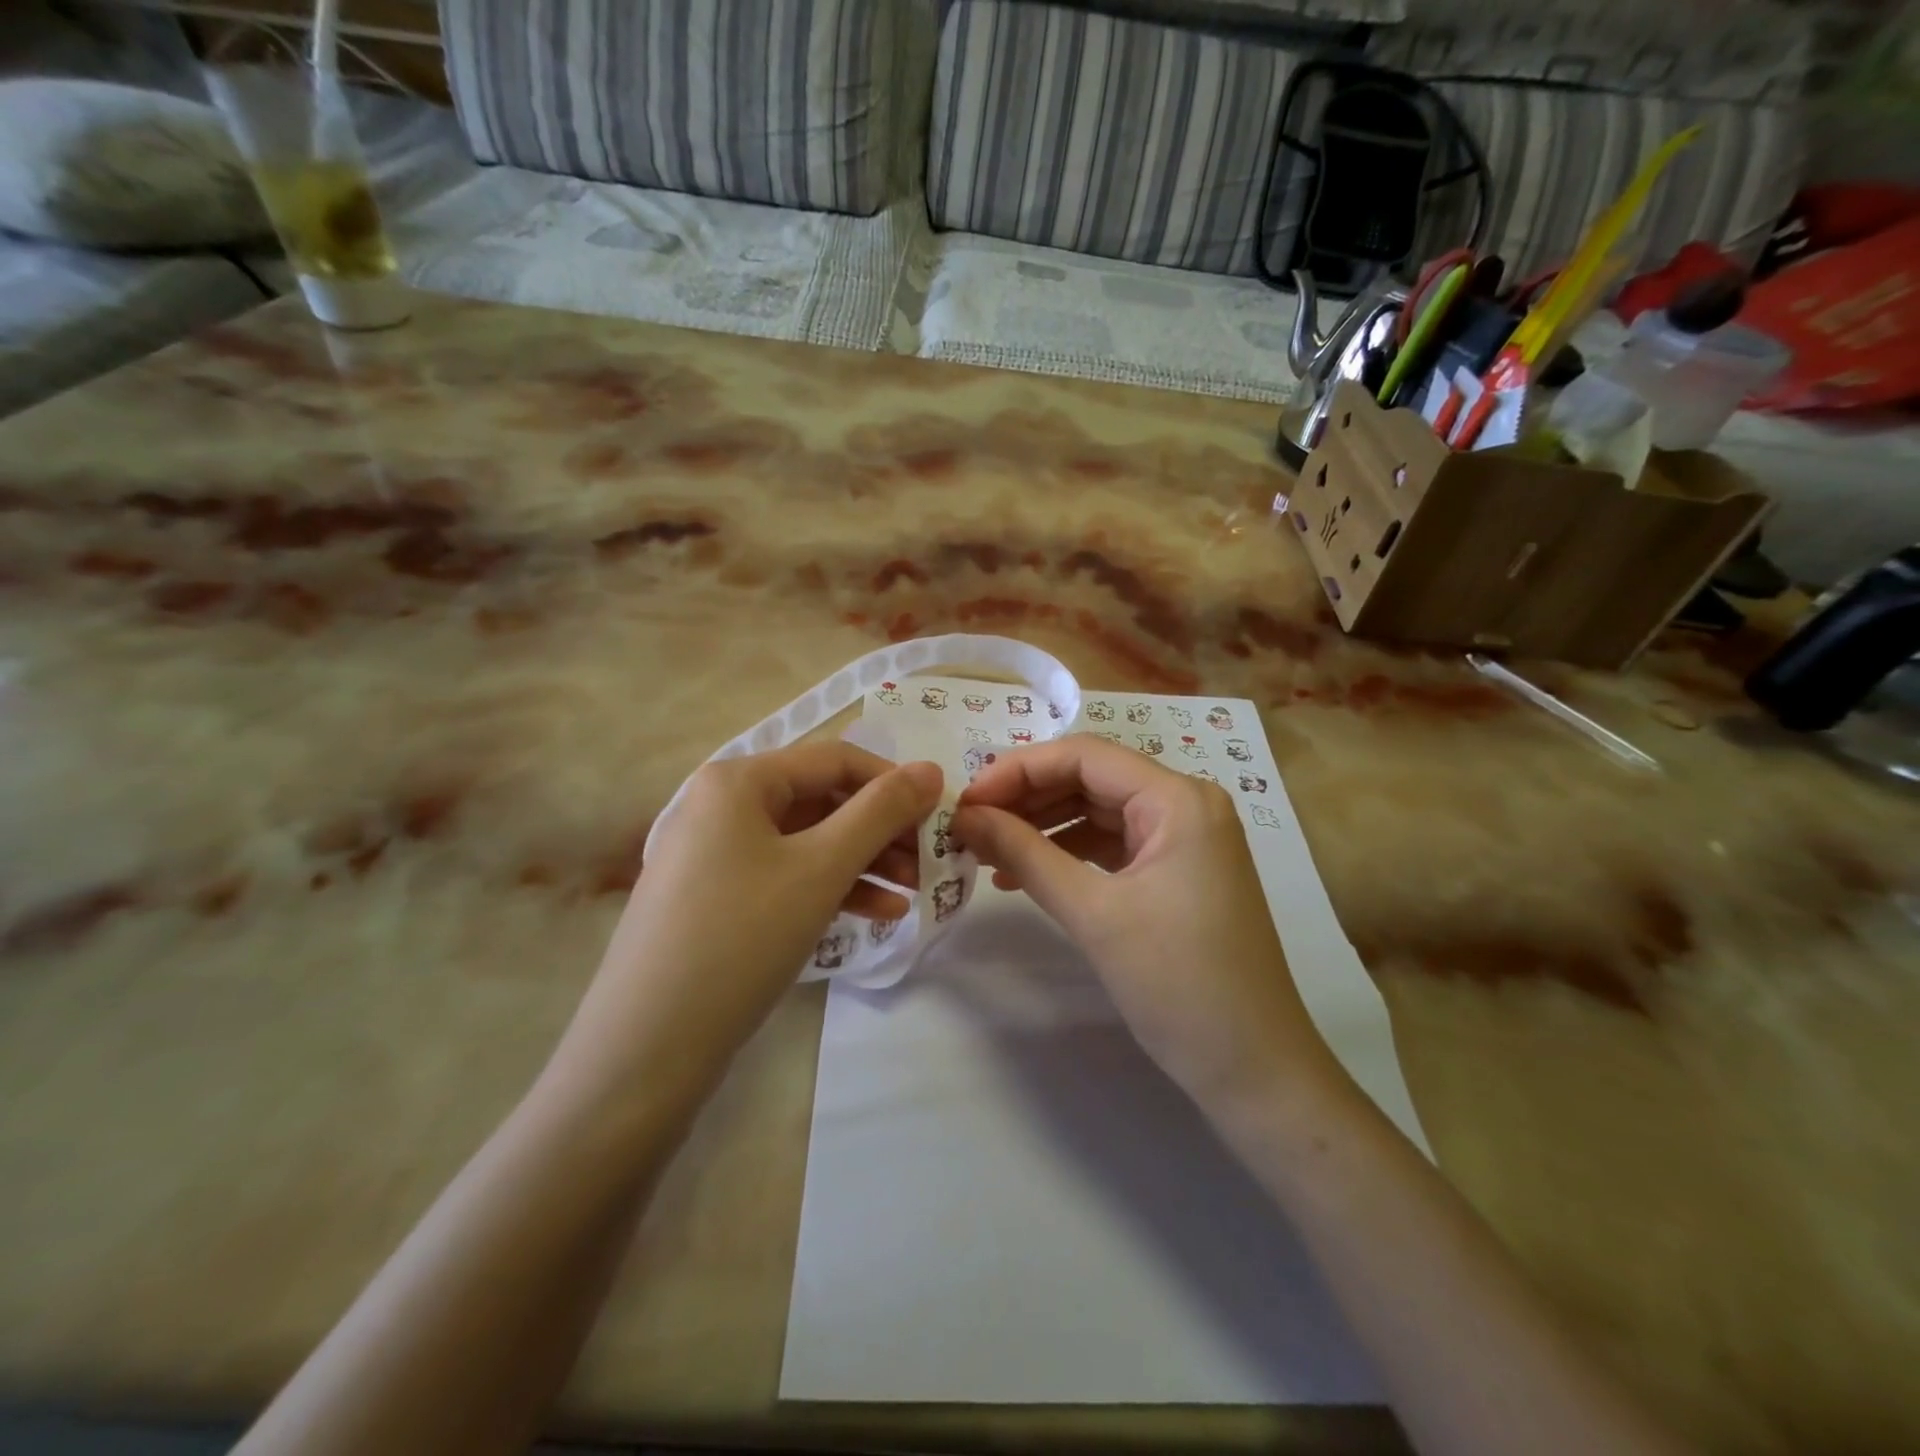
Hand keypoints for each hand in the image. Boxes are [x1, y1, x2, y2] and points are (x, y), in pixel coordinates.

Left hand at [559, 744, 942, 1104]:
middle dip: (881, 830)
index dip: (893, 782)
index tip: (940, 814)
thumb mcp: (822, 868)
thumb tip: (931, 769)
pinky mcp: (716, 899)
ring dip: (865, 862)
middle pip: (822, 801)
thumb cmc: (741, 937)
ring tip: (913, 892)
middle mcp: (722, 805)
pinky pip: (786, 877)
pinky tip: (879, 914)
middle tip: (930, 860)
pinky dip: (831, 889)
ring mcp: (715, 854)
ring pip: (808, 843)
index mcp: (739, 780)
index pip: (835, 760)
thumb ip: (881, 812)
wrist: (646, 1048)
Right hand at [954, 735, 1338, 1113]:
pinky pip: (1112, 843)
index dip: (1017, 769)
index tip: (966, 802)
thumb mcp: (1093, 914)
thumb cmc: (1179, 985)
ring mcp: (1185, 838)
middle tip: (969, 826)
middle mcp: (1186, 803)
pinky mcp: (1177, 870)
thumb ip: (1024, 854)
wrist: (1254, 1068)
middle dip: (1026, 798)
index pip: (1083, 756)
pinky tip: (1024, 874)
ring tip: (986, 851)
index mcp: (1178, 799)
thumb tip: (965, 817)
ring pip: (1097, 811)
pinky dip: (1067, 853)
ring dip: (1041, 826)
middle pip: (1090, 778)